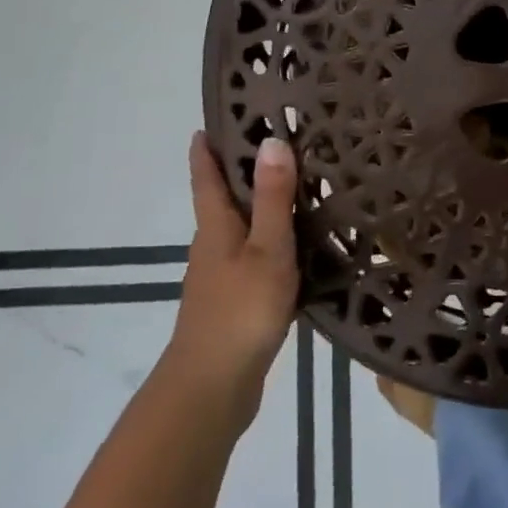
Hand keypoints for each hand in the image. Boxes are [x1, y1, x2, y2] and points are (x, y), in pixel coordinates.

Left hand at [167, 133, 299, 398]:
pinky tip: (301, 241)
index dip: (207, 148)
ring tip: (300, 183)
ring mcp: (222, 275)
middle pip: (223, 198)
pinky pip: (256, 254)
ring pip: (242, 226)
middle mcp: (213, 245)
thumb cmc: (239, 311)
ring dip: (262, 203)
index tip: (213, 118)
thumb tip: (271, 140)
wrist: (212, 389)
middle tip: (279, 139)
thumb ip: (272, 198)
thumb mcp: (266, 249)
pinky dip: (273, 237)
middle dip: (242, 169)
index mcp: (215, 227)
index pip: (206, 176)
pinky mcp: (237, 300)